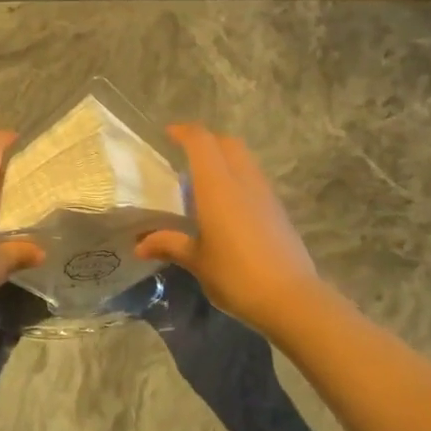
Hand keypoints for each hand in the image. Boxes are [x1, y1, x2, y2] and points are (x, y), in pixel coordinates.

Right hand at [136, 124, 325, 333]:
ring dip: (224, 159)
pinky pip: (254, 180)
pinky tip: (226, 206)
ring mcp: (265, 194)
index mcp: (217, 186)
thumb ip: (170, 245)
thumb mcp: (197, 261)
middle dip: (207, 141)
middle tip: (186, 156)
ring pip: (244, 160)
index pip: (201, 142)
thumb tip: (140, 245)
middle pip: (227, 143)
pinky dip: (238, 178)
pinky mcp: (278, 210)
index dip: (184, 132)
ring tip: (204, 182)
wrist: (290, 298)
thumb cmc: (235, 275)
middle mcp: (243, 181)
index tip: (168, 134)